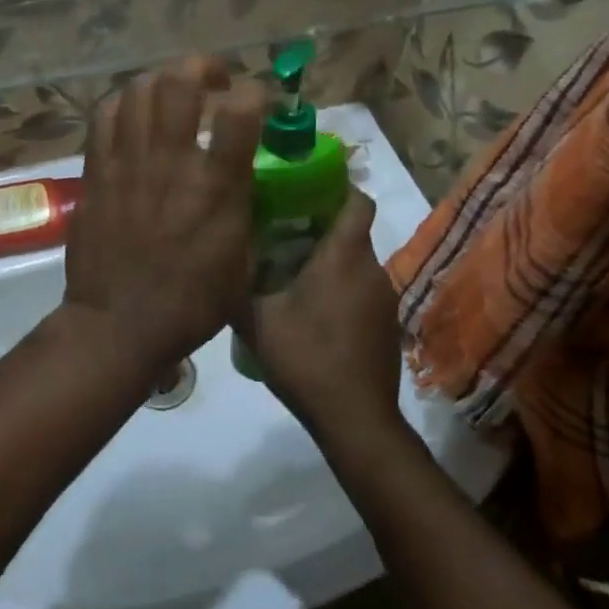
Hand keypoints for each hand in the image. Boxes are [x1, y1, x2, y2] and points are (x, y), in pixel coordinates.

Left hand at [62, 58, 264, 373]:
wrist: (118, 325)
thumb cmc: (190, 303)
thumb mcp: (243, 263)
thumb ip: (246, 208)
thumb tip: (247, 175)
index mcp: (215, 187)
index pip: (240, 111)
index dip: (253, 92)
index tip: (257, 101)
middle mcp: (170, 162)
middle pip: (180, 81)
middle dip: (202, 67)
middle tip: (212, 82)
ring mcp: (127, 162)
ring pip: (140, 89)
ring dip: (163, 81)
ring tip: (173, 93)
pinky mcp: (96, 170)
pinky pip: (105, 114)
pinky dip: (124, 102)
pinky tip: (135, 114)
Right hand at [230, 190, 404, 443]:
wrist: (356, 421)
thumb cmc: (306, 359)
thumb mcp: (256, 319)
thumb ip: (238, 282)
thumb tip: (221, 254)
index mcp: (344, 256)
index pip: (358, 200)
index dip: (339, 187)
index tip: (307, 187)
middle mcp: (371, 269)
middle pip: (352, 231)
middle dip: (321, 225)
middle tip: (281, 229)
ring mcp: (384, 299)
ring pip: (356, 262)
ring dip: (330, 260)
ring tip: (290, 270)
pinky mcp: (386, 325)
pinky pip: (361, 289)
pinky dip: (340, 288)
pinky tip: (312, 311)